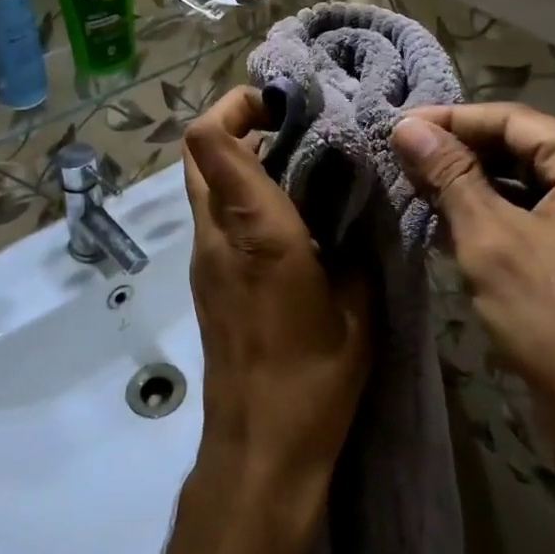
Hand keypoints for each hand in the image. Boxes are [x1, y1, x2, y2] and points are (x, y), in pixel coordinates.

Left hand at [182, 87, 369, 504]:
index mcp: (257, 232)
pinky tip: (288, 216)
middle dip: (235, 122)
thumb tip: (353, 212)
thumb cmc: (315, 378)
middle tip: (289, 126)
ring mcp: (203, 258)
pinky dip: (239, 195)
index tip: (284, 106)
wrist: (260, 447)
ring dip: (238, 158)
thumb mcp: (357, 307)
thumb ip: (354, 247)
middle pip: (196, 151)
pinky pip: (213, 215)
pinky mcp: (204, 279)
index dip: (237, 105)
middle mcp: (217, 234)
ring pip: (203, 182)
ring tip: (297, 166)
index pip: (210, 141)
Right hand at [391, 104, 554, 553]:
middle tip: (399, 161)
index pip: (513, 120)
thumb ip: (450, 176)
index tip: (395, 127)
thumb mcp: (493, 241)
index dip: (450, 121)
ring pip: (525, 186)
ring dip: (472, 190)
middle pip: (521, 150)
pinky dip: (494, 220)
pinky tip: (448, 227)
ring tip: (415, 191)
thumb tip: (406, 125)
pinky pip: (535, 219)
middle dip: (459, 156)